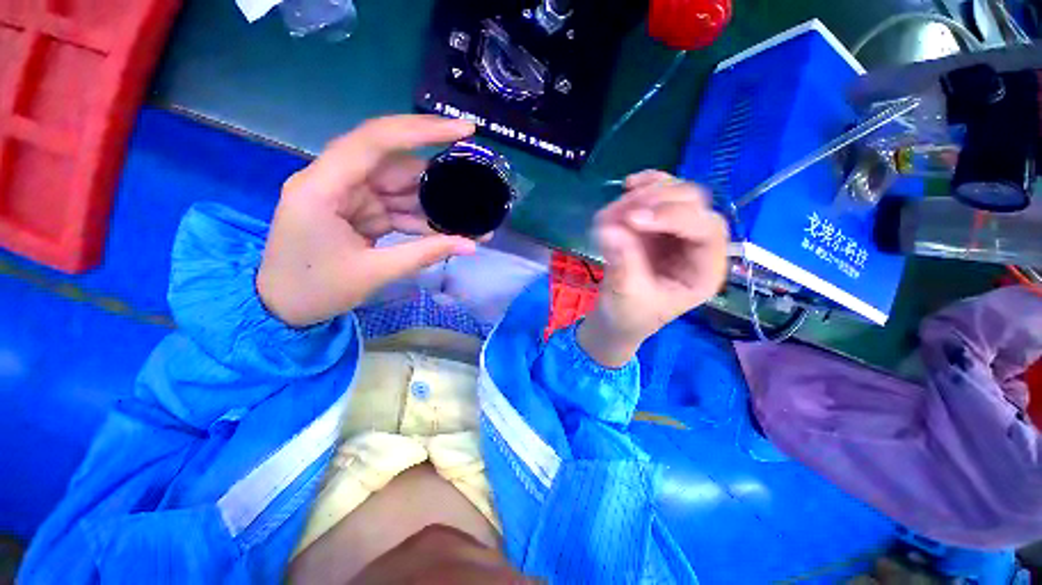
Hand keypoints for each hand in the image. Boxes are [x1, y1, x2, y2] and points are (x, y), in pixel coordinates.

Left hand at [257, 115, 478, 327]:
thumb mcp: (373, 273)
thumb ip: (424, 254)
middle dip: (437, 176)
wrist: (282, 308)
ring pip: (401, 188)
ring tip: (469, 215)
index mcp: (324, 186)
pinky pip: (397, 207)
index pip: (376, 140)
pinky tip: (448, 228)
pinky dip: (422, 218)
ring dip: (434, 202)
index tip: (464, 130)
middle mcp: (336, 181)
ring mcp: (349, 196)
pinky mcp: (359, 211)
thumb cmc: (315, 290)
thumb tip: (471, 245)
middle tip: (476, 184)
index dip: (422, 130)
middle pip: (395, 164)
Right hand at [579, 171, 728, 366]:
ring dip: (644, 193)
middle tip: (619, 214)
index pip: (706, 230)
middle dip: (656, 202)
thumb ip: (622, 263)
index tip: (632, 220)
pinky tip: (628, 186)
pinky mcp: (658, 224)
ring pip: (676, 192)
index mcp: (703, 271)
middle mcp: (698, 245)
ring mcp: (678, 231)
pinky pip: (658, 193)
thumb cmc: (628, 315)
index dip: (673, 217)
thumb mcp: (626, 297)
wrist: (618, 318)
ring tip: (612, 211)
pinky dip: (644, 186)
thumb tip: (609, 229)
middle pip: (695, 203)